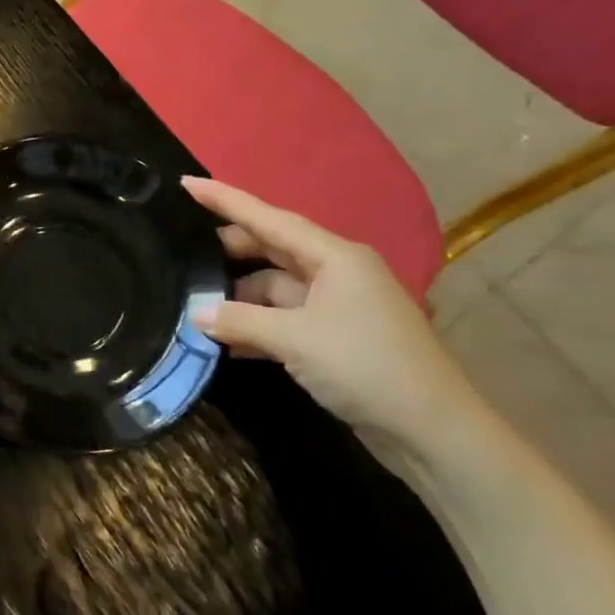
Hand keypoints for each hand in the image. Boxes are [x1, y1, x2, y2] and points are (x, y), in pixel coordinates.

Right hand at [182, 177, 501, 478]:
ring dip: (238, 297)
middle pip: (271, 249)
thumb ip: (239, 320)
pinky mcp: (334, 337)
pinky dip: (255, 325)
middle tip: (182, 251)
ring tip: (194, 305)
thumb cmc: (366, 366)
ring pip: (274, 287)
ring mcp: (337, 306)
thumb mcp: (294, 340)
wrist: (433, 432)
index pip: (269, 218)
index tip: (186, 183)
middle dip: (229, 251)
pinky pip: (283, 317)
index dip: (226, 200)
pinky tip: (224, 340)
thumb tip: (195, 315)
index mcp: (335, 257)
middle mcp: (336, 272)